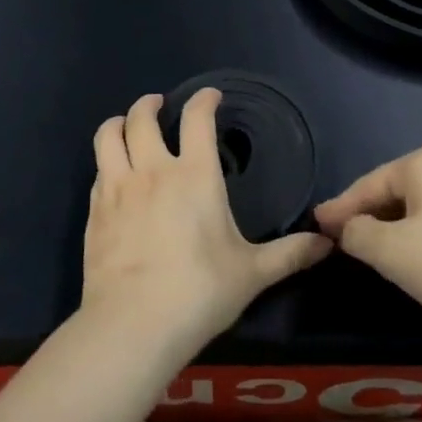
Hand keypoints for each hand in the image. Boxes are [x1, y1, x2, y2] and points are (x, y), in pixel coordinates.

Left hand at [83, 90, 331, 356]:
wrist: (133, 325)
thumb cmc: (200, 292)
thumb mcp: (252, 273)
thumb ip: (290, 254)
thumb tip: (327, 244)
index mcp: (194, 175)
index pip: (197, 119)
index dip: (203, 100)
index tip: (210, 96)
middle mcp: (152, 171)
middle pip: (142, 118)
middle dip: (150, 104)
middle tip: (158, 103)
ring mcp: (117, 189)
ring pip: (108, 137)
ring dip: (118, 123)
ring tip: (124, 124)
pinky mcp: (94, 212)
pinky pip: (98, 172)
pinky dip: (106, 162)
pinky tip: (113, 175)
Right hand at [314, 142, 421, 345]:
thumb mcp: (392, 254)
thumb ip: (358, 233)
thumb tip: (348, 226)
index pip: (370, 183)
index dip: (340, 207)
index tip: (315, 224)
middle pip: (400, 190)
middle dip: (372, 215)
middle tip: (347, 241)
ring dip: (404, 226)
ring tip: (385, 251)